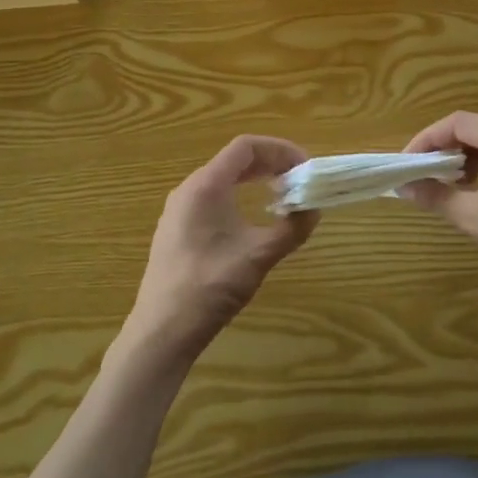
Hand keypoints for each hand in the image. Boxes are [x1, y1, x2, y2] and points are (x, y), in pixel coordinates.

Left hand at [123, 136, 318, 362]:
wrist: (162, 330)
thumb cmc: (210, 286)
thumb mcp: (259, 255)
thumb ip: (292, 228)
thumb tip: (314, 209)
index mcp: (206, 185)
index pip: (246, 147)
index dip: (280, 150)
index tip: (304, 167)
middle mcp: (189, 189)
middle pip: (234, 160)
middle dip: (270, 164)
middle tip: (299, 180)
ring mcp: (179, 210)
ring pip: (222, 180)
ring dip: (254, 181)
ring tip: (281, 197)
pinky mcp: (176, 230)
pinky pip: (211, 198)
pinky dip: (238, 197)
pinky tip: (251, 220)